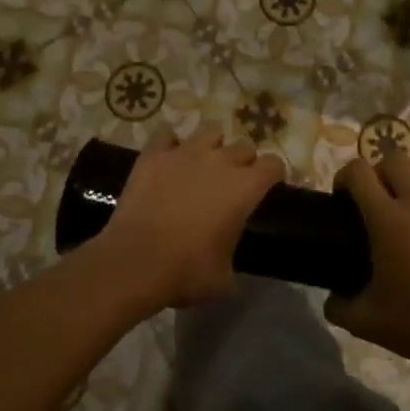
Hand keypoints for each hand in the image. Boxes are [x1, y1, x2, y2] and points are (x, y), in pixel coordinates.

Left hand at [97, 124, 283, 309]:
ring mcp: (186, 152)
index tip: (268, 185)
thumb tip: (227, 263)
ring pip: (210, 131)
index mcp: (245, 187)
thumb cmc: (186, 272)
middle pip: (244, 146)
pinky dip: (169, 144)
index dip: (273, 174)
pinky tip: (167, 158)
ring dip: (211, 146)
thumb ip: (232, 257)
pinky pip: (167, 135)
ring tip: (201, 164)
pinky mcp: (155, 154)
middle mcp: (221, 161)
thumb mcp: (223, 278)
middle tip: (231, 181)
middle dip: (243, 161)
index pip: (274, 164)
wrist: (135, 262)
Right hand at [324, 153, 409, 375]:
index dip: (345, 177)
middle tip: (375, 202)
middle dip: (379, 173)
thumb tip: (332, 298)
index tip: (342, 197)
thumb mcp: (366, 322)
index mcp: (388, 220)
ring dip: (409, 187)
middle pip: (394, 160)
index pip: (359, 172)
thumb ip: (339, 306)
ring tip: (408, 218)